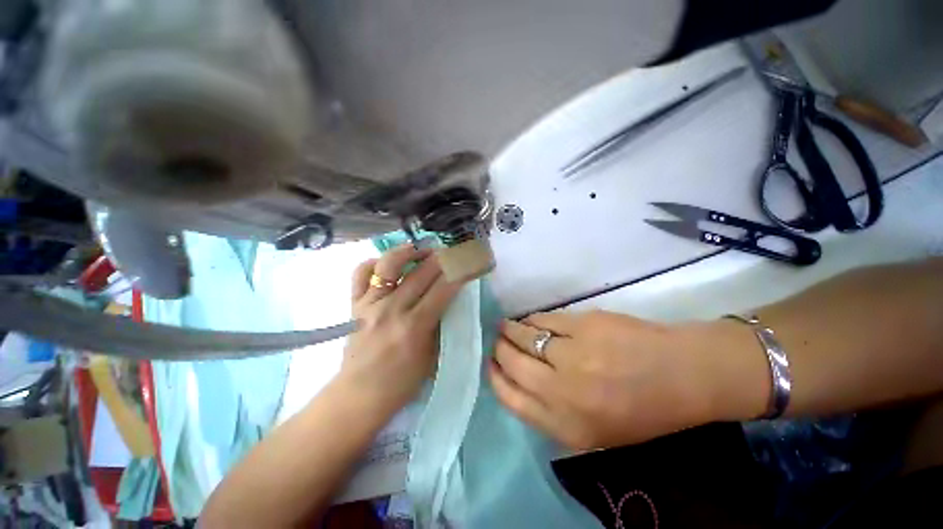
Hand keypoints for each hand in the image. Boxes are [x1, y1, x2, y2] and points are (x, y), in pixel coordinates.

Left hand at [340, 244, 464, 412]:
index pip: (443, 289)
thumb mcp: (432, 357)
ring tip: (422, 250)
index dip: (459, 272)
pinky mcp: (354, 304)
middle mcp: (392, 309)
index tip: (469, 262)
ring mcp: (370, 304)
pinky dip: (375, 263)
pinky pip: (361, 273)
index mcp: (414, 326)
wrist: (359, 395)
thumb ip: (442, 325)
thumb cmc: (401, 382)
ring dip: (409, 252)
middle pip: (422, 272)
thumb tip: (451, 298)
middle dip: (442, 257)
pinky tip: (389, 264)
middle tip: (452, 252)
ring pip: (390, 264)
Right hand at [489, 311, 763, 450]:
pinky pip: (545, 320)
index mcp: (567, 425)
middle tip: (496, 341)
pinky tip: (529, 320)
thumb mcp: (595, 431)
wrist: (684, 375)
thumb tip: (520, 381)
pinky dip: (532, 319)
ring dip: (510, 330)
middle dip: (499, 349)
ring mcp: (573, 355)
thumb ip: (554, 413)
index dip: (495, 377)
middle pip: (513, 363)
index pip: (511, 398)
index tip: (490, 364)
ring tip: (505, 326)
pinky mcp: (583, 325)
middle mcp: (564, 391)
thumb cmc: (642, 410)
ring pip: (525, 337)